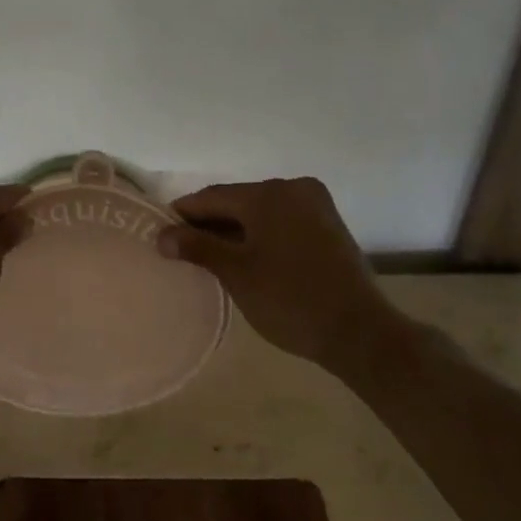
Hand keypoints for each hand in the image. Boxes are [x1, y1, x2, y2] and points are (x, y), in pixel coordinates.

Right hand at [158, 177, 395, 370]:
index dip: (183, 213)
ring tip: (211, 256)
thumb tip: (162, 235)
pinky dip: (261, 234)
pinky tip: (247, 256)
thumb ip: (197, 247)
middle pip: (237, 201)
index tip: (161, 232)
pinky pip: (282, 221)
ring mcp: (315, 205)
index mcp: (268, 194)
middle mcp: (293, 189)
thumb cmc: (290, 300)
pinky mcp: (329, 225)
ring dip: (236, 230)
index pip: (212, 197)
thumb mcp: (236, 273)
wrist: (359, 332)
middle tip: (183, 249)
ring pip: (261, 212)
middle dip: (210, 223)